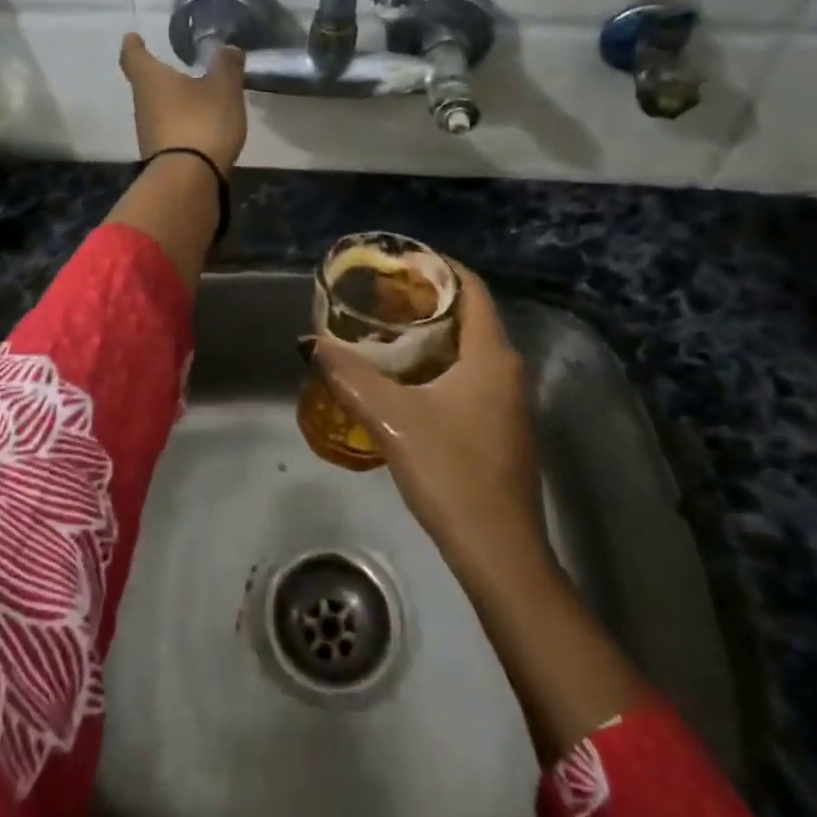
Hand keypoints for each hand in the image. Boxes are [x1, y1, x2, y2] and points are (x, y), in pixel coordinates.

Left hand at [119, 33, 247, 174]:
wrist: (188, 180)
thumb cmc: (201, 122)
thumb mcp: (223, 88)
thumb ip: (226, 65)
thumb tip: (227, 48)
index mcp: (150, 79)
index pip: (133, 56)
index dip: (133, 45)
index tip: (132, 37)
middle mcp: (142, 104)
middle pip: (144, 84)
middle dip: (156, 75)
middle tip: (170, 66)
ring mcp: (147, 133)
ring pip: (156, 109)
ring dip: (170, 102)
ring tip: (191, 96)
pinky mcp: (159, 156)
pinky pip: (167, 132)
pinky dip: (179, 124)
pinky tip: (196, 126)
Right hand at [309, 263, 542, 571]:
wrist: (500, 554)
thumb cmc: (452, 472)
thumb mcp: (393, 418)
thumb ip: (349, 376)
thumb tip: (311, 344)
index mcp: (490, 355)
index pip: (470, 287)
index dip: (436, 266)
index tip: (396, 261)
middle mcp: (506, 369)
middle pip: (467, 315)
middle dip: (424, 300)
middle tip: (378, 295)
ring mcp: (506, 401)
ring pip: (466, 349)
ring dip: (428, 335)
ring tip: (381, 330)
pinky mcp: (499, 428)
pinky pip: (467, 376)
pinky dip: (436, 364)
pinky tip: (401, 379)